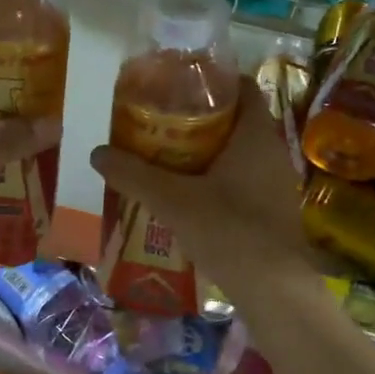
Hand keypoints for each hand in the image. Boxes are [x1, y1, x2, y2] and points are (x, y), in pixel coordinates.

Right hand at [90, 78, 309, 288]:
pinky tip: (189, 194)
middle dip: (201, 117)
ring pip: (240, 153)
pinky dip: (218, 178)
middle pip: (237, 120)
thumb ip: (135, 175)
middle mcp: (273, 152)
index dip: (212, 80)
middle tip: (161, 119)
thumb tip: (97, 152)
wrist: (276, 293)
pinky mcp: (274, 211)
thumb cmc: (230, 231)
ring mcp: (277, 183)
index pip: (241, 88)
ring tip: (168, 155)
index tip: (178, 82)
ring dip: (208, 151)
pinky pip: (244, 179)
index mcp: (256, 135)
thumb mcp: (173, 201)